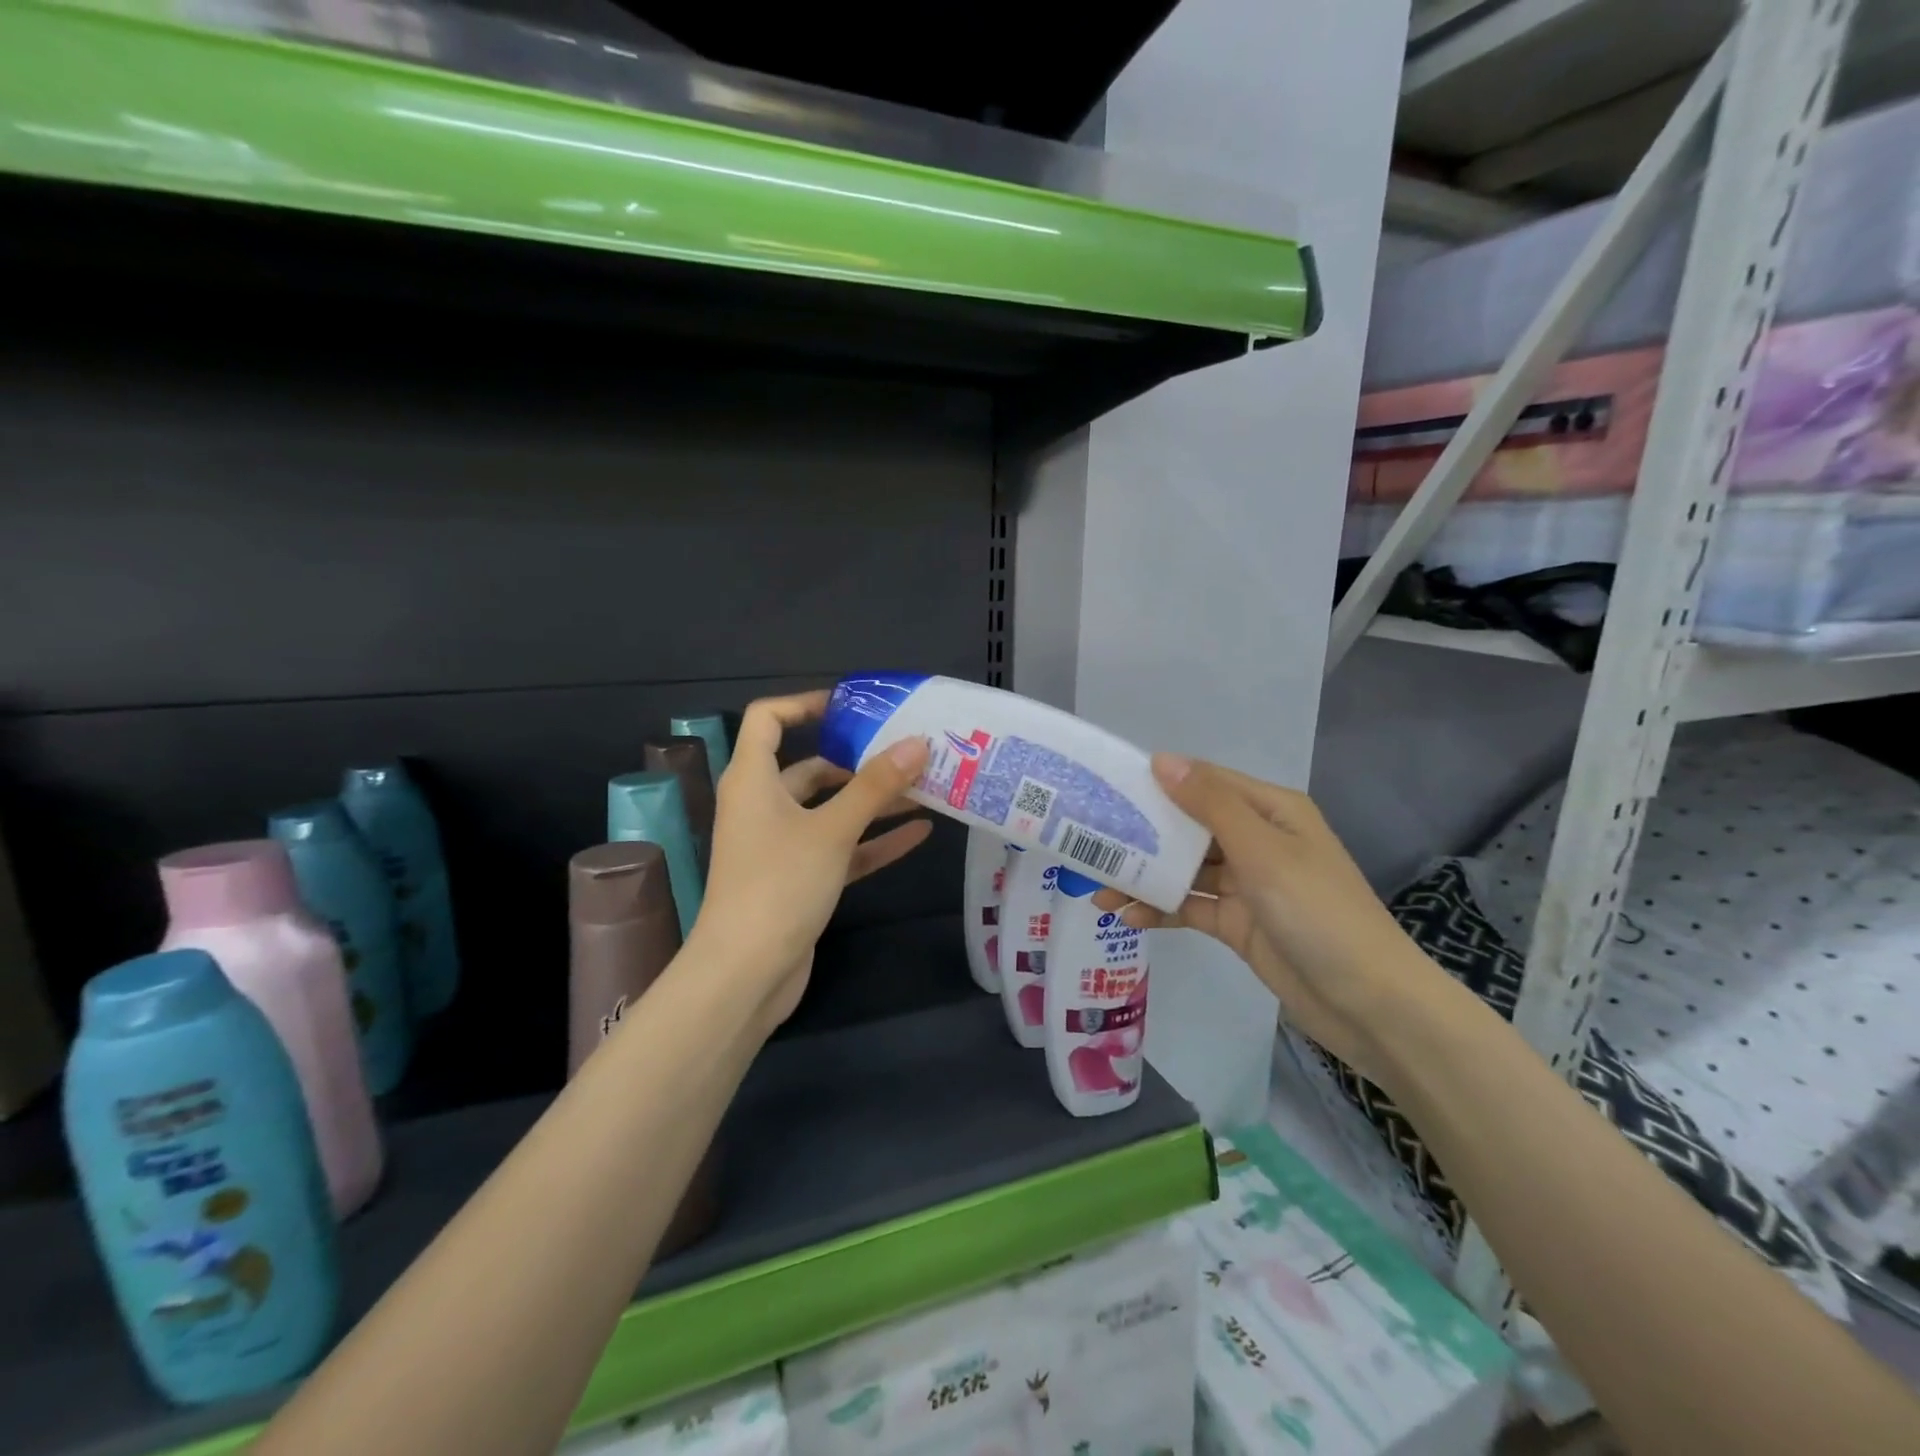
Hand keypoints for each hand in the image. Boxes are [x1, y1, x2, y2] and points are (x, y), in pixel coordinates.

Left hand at [690, 690, 931, 1028]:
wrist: (746, 974)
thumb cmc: (779, 884)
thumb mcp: (832, 829)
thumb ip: (876, 786)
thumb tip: (919, 743)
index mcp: (753, 779)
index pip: (768, 719)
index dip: (805, 703)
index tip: (854, 706)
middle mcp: (763, 805)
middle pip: (811, 767)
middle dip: (859, 760)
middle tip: (908, 750)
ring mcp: (781, 844)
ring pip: (831, 810)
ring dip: (874, 802)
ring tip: (926, 787)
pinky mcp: (800, 878)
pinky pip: (841, 848)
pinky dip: (873, 840)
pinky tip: (919, 833)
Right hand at [1098, 754, 1445, 1081]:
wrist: (1368, 1002)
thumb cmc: (1318, 911)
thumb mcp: (1263, 850)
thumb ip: (1210, 804)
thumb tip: (1161, 759)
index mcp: (1269, 810)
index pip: (1205, 782)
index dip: (1159, 781)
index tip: (1109, 785)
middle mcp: (1255, 839)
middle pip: (1189, 826)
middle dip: (1142, 833)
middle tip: (1090, 837)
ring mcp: (1246, 884)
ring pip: (1184, 869)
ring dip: (1144, 876)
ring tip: (1096, 886)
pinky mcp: (1237, 923)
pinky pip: (1189, 907)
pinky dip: (1159, 909)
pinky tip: (1125, 916)